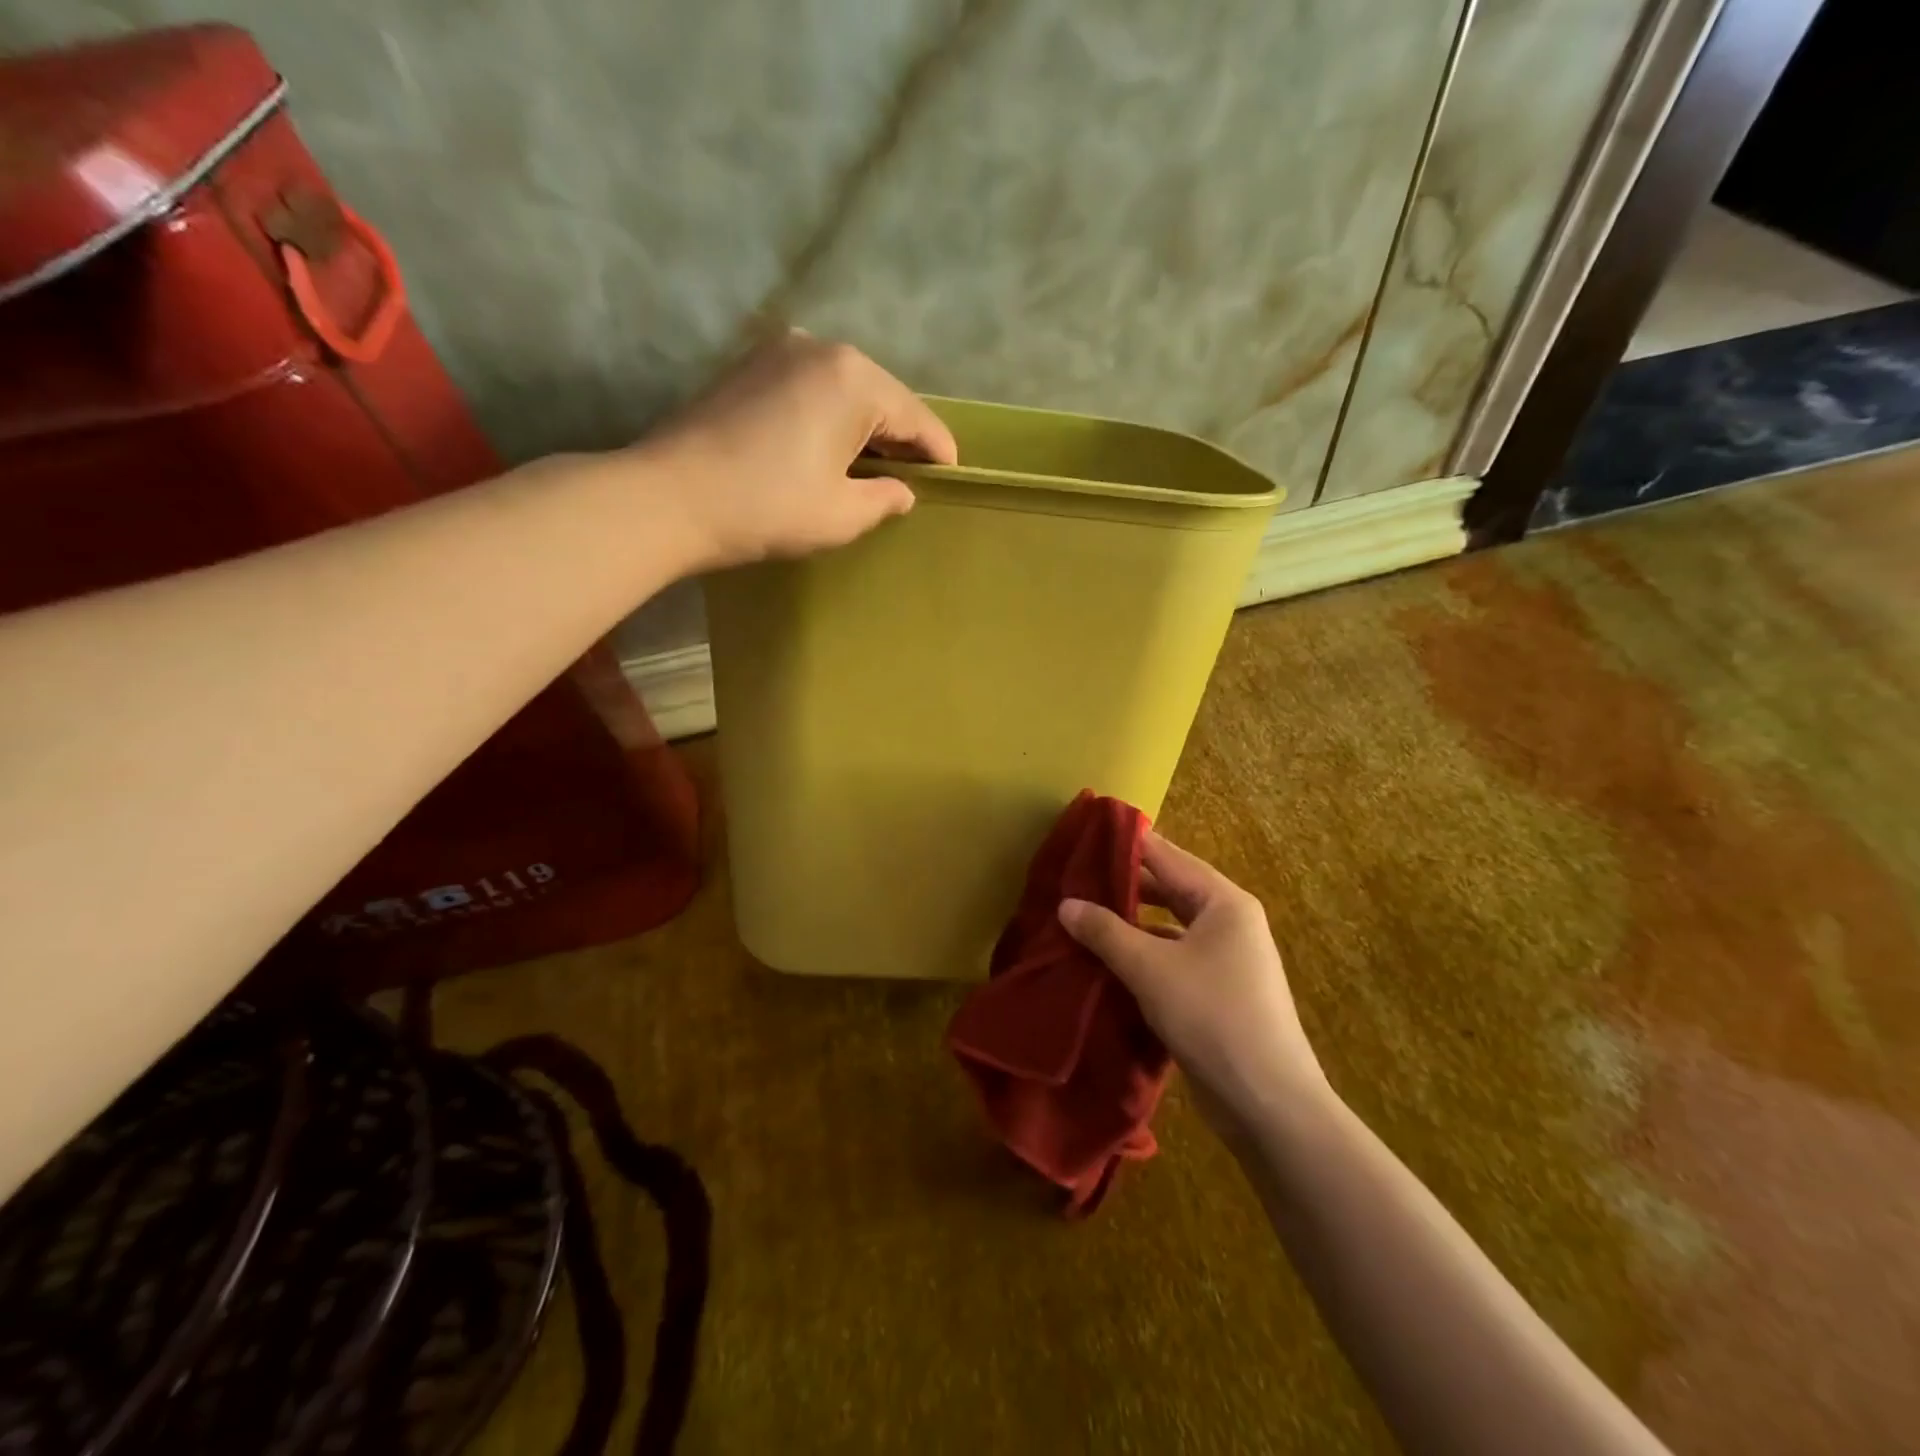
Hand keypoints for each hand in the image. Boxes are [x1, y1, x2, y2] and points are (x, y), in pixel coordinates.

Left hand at [635, 331, 957, 570]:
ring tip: (872, 465)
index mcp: (854, 379)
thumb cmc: (767, 508)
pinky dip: (828, 415)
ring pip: (844, 389)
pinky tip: (828, 447)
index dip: (937, 451)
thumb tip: (902, 490)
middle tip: (913, 475)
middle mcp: (821, 347)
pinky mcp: (748, 365)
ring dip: (863, 425)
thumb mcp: (841, 515)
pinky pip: (810, 387)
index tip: (952, 475)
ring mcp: (778, 350)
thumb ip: (884, 498)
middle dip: (899, 436)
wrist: (669, 498)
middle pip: (881, 395)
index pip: (914, 416)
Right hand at [1058, 832, 1327, 1120]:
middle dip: (1122, 887)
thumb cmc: (1212, 1018)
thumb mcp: (1150, 969)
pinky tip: (1107, 964)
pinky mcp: (1217, 992)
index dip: (1125, 845)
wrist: (1269, 1105)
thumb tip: (1066, 904)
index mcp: (1223, 902)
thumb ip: (1105, 931)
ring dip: (1129, 925)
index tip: (1083, 837)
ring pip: (1168, 927)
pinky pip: (1172, 958)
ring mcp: (1226, 959)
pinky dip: (1142, 956)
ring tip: (1081, 919)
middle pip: (1168, 889)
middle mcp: (1229, 922)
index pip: (1167, 856)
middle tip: (1073, 881)